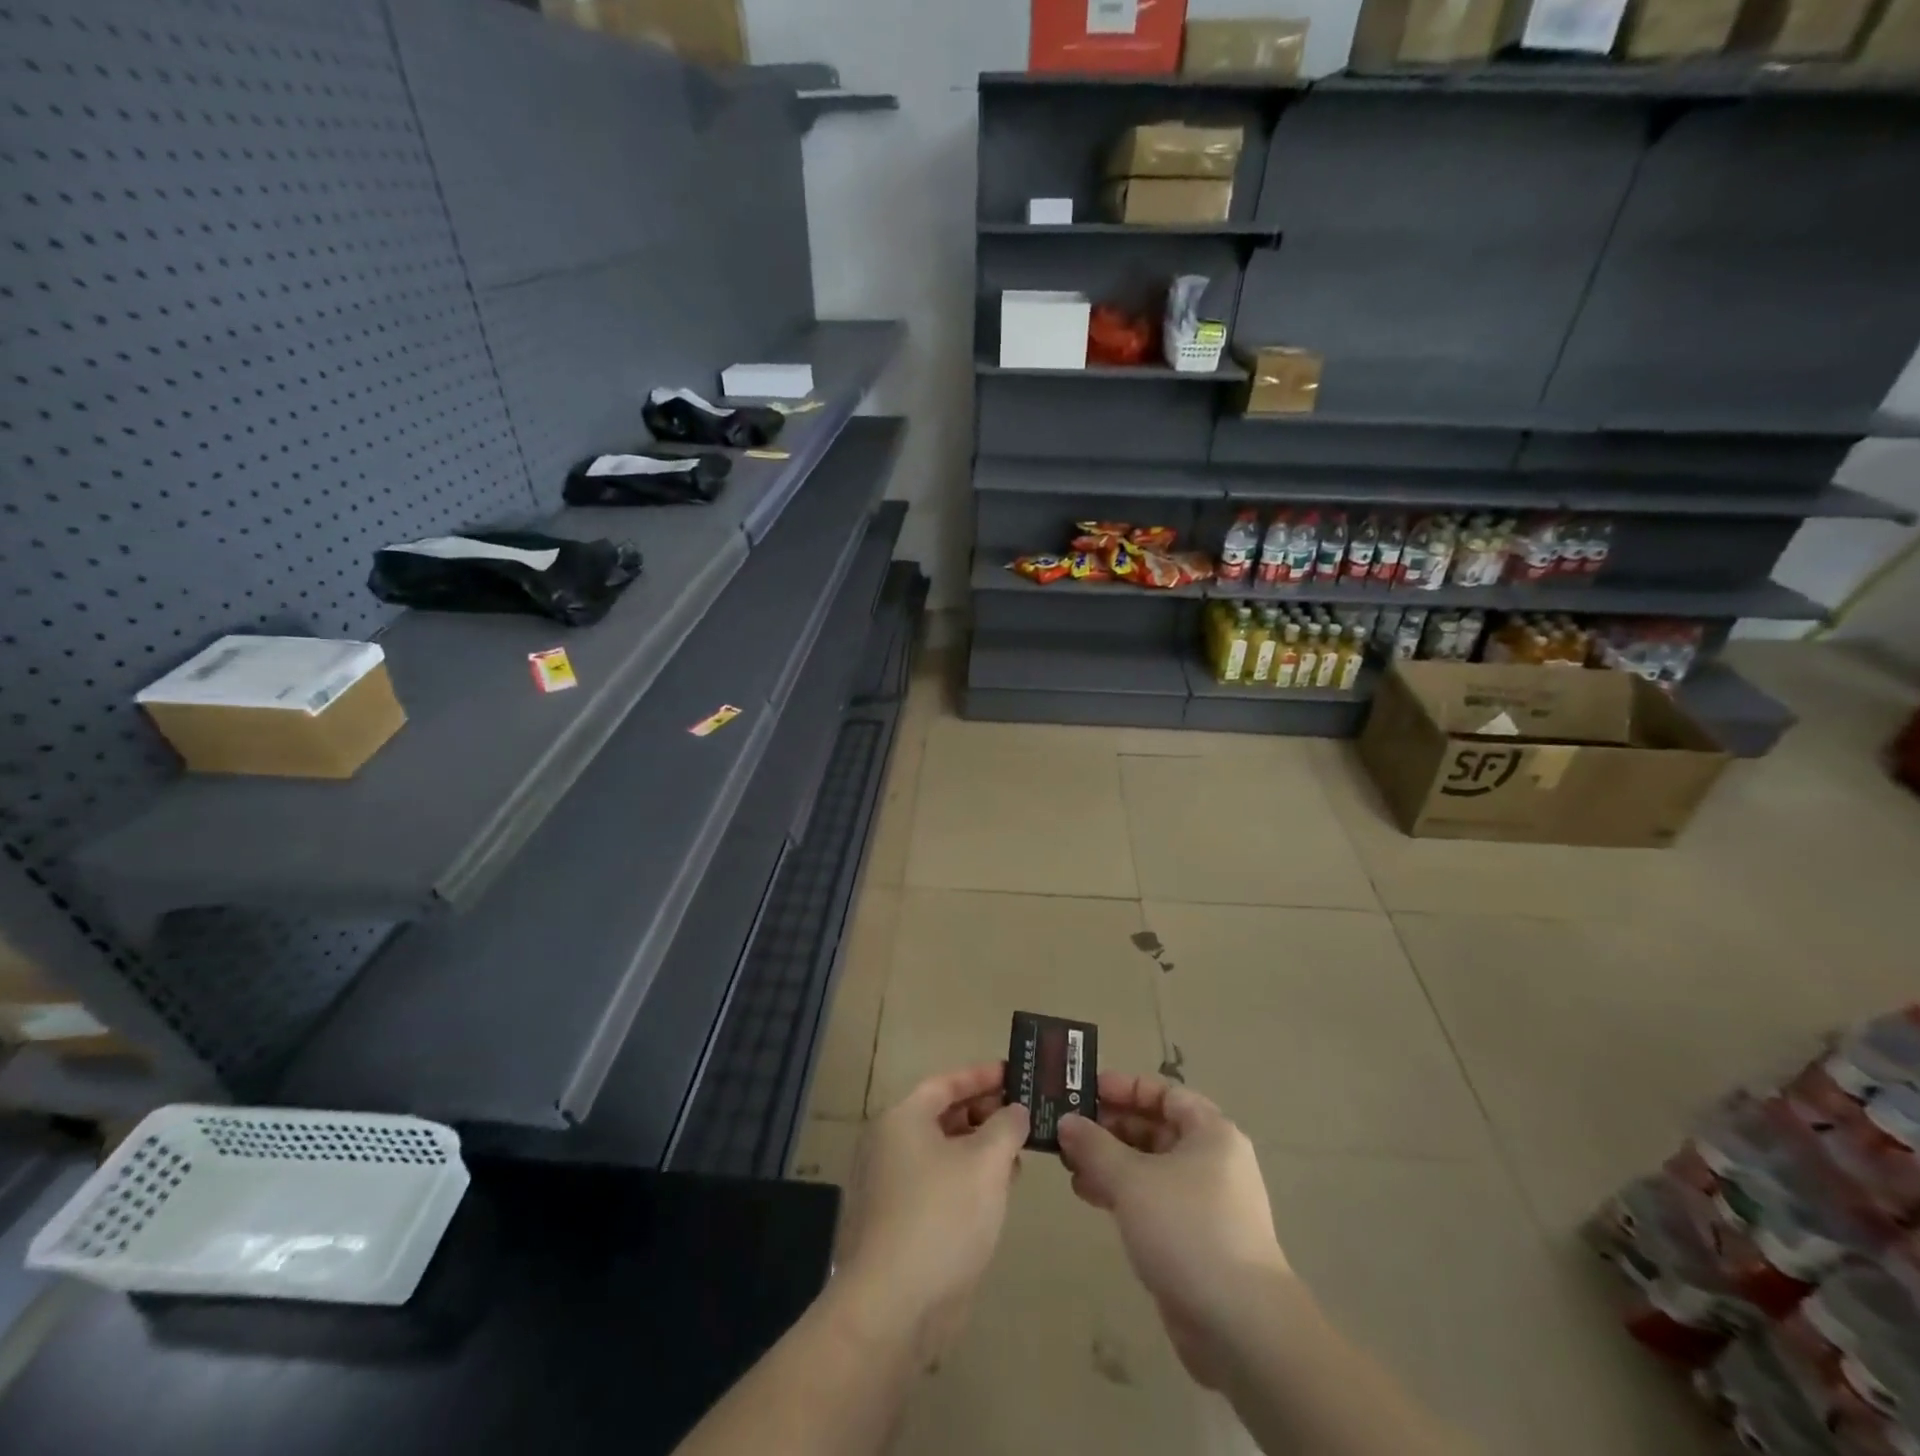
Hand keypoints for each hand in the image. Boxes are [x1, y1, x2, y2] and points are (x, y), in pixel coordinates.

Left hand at [831, 1062, 1028, 1364]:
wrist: (893, 1307)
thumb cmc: (941, 1216)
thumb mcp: (986, 1162)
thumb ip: (1006, 1127)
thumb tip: (1015, 1111)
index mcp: (902, 1119)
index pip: (945, 1082)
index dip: (982, 1076)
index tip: (1015, 1073)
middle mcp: (889, 1145)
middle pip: (943, 1116)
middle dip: (985, 1114)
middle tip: (1024, 1116)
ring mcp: (890, 1187)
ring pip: (943, 1153)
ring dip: (980, 1150)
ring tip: (1019, 1154)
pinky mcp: (898, 1224)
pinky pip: (938, 1185)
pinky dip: (967, 1180)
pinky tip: (998, 1193)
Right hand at [1057, 1073, 1289, 1387]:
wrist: (1241, 1326)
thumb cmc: (1187, 1229)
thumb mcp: (1131, 1179)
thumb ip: (1094, 1146)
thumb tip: (1066, 1121)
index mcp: (1210, 1132)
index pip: (1164, 1093)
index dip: (1124, 1088)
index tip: (1085, 1091)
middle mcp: (1212, 1161)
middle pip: (1155, 1128)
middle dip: (1110, 1128)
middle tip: (1067, 1130)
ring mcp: (1206, 1203)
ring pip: (1150, 1167)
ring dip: (1110, 1163)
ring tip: (1069, 1166)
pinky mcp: (1196, 1240)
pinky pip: (1153, 1201)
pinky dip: (1122, 1193)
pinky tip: (1089, 1196)